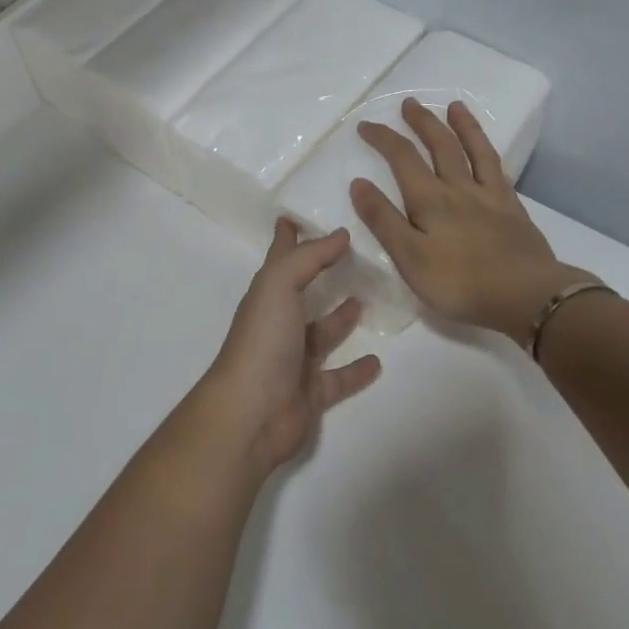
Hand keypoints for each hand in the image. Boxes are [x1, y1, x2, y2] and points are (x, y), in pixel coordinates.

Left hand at [199, 221, 382, 473]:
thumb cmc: (262, 341)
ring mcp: (295, 359)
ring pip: (322, 332)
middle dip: (320, 274)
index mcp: (267, 295)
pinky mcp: (312, 392)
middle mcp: (279, 322)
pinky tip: (377, 361)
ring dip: (341, 318)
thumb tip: (340, 233)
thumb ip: (309, 257)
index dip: (287, 235)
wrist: (251, 413)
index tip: (298, 214)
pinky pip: (339, 377)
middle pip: (302, 291)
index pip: (281, 257)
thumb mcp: (279, 285)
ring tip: (366, 300)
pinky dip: (356, 370)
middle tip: (353, 257)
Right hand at [350, 98, 595, 337]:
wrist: (528, 297)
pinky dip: (488, 153)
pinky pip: (498, 170)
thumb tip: (358, 182)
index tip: (365, 125)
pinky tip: (485, 149)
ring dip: (461, 126)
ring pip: (474, 151)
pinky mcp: (513, 209)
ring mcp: (489, 197)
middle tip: (410, 103)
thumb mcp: (409, 258)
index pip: (402, 158)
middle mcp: (459, 188)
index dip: (383, 138)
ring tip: (454, 106)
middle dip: (422, 122)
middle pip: (439, 146)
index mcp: (430, 200)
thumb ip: (383, 220)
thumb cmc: (460, 283)